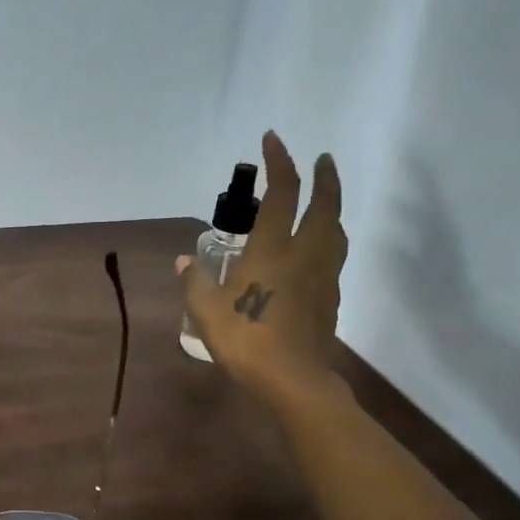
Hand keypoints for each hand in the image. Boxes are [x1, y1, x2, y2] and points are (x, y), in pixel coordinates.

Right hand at [179, 131, 348, 407]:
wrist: (292, 379)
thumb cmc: (245, 340)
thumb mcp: (206, 311)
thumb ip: (194, 281)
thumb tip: (183, 259)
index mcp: (271, 251)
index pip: (281, 194)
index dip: (279, 163)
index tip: (272, 140)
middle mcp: (304, 255)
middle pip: (324, 206)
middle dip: (324, 177)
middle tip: (322, 160)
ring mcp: (322, 277)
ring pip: (336, 231)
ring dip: (333, 208)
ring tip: (324, 202)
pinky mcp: (330, 298)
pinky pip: (334, 257)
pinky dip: (329, 241)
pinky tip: (317, 251)